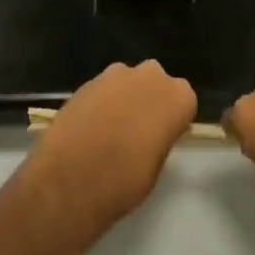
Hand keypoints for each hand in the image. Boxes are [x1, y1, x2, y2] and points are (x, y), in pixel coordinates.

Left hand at [20, 61, 195, 248]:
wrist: (71, 180)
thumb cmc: (125, 180)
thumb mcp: (157, 165)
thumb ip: (160, 137)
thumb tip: (151, 132)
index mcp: (178, 96)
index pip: (183, 101)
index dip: (172, 119)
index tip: (162, 137)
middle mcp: (151, 75)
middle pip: (155, 83)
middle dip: (148, 100)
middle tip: (137, 131)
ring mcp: (116, 73)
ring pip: (127, 82)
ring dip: (123, 98)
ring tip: (109, 131)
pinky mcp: (87, 80)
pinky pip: (102, 89)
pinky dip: (100, 103)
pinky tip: (89, 128)